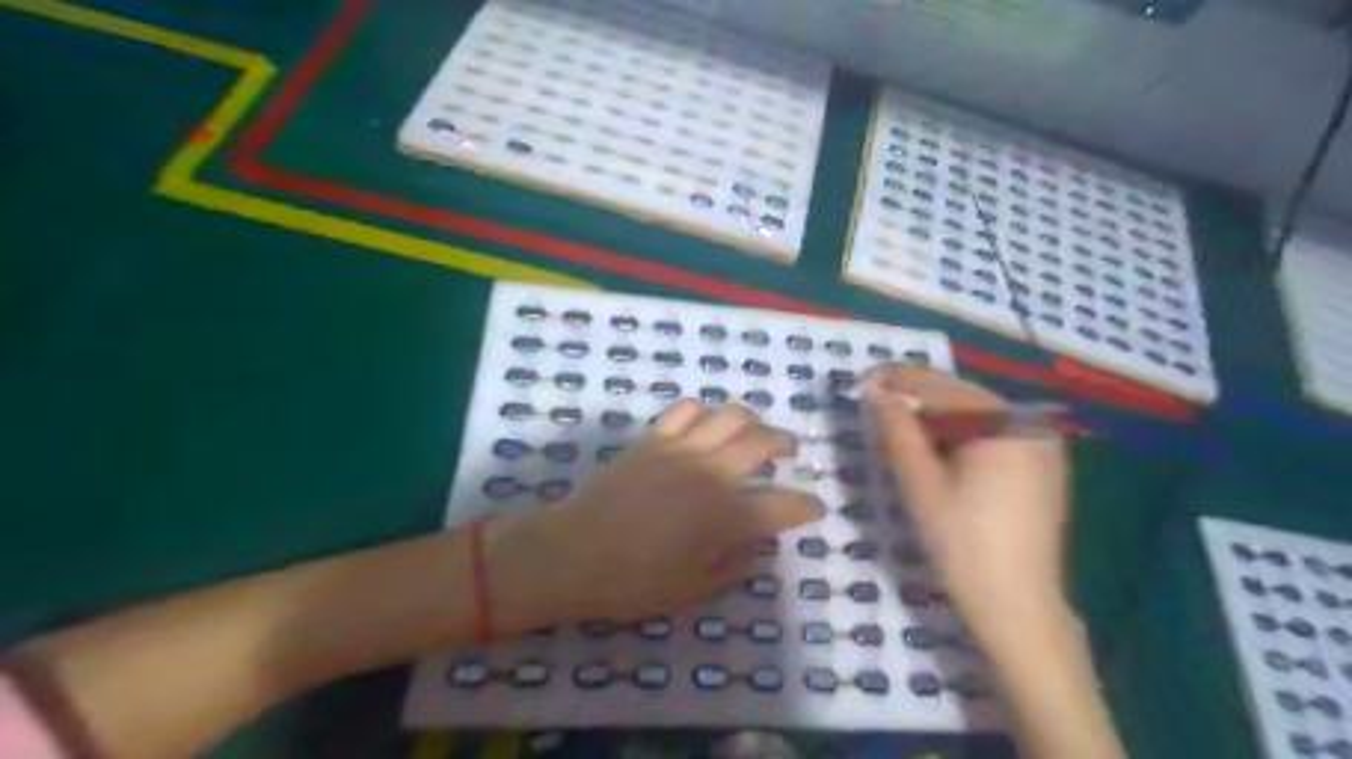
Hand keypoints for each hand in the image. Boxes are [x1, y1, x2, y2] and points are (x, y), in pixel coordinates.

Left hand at [497, 402, 824, 625]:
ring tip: (753, 432)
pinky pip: (686, 410)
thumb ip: (733, 566)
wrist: (571, 553)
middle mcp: (711, 473)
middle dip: (786, 444)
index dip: (805, 506)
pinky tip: (706, 425)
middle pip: (762, 442)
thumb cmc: (632, 581)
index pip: (782, 505)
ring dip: (751, 421)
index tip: (814, 508)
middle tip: (791, 452)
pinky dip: (705, 412)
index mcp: (725, 516)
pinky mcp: (653, 439)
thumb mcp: (692, 591)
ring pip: (730, 415)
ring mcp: (681, 449)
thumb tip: (754, 545)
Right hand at [871, 366, 1071, 641]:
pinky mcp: (1041, 465)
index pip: (943, 388)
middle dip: (917, 396)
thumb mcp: (920, 484)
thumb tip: (875, 392)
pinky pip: (993, 433)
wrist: (1018, 607)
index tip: (862, 382)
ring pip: (976, 414)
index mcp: (1004, 426)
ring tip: (897, 425)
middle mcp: (1030, 425)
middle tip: (875, 403)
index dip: (899, 381)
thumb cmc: (962, 546)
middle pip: (962, 396)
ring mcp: (1042, 445)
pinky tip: (934, 446)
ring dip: (936, 415)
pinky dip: (959, 433)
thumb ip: (897, 431)